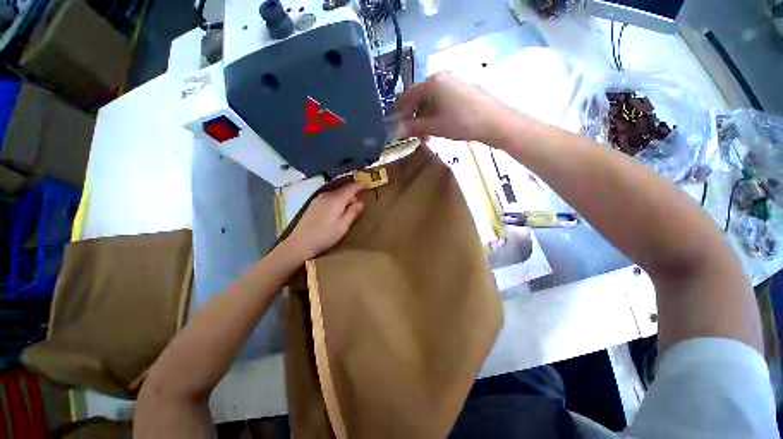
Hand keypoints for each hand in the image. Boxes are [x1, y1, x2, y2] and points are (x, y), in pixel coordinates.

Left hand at [282, 182, 364, 260]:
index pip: (351, 187)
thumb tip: (360, 203)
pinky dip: (337, 201)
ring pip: (336, 194)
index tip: (367, 184)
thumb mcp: (343, 226)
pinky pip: (329, 198)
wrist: (299, 244)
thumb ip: (353, 213)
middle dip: (353, 195)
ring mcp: (318, 199)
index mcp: (336, 199)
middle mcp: (327, 195)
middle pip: (343, 190)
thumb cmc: (325, 236)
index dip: (360, 185)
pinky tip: (336, 212)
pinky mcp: (313, 204)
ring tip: (348, 210)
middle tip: (358, 206)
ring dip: (344, 199)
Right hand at [395, 72, 509, 142]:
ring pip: (431, 100)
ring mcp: (453, 82)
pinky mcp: (462, 89)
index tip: (397, 125)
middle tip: (413, 134)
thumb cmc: (462, 122)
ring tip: (426, 135)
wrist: (495, 122)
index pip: (408, 95)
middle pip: (420, 97)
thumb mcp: (435, 127)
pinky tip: (438, 126)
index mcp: (432, 82)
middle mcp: (442, 77)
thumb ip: (414, 127)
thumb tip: (397, 130)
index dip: (400, 111)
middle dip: (414, 117)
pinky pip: (442, 100)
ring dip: (425, 117)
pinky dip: (436, 113)